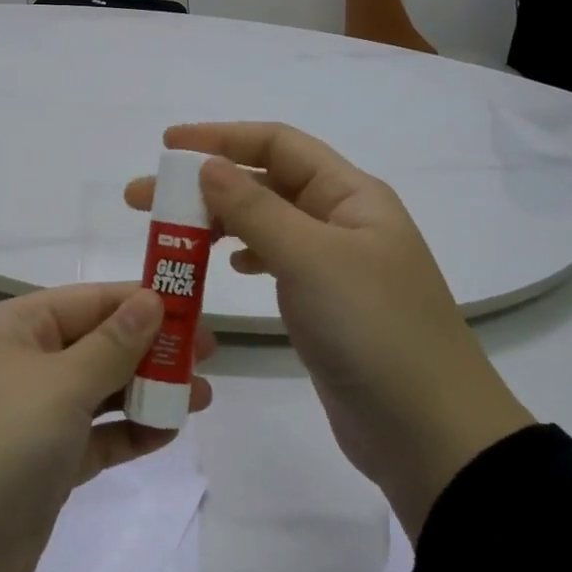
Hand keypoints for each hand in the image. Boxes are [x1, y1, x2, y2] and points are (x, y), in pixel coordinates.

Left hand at [0, 284, 212, 571]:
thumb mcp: (59, 385)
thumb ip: (113, 344)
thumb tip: (152, 299)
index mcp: (16, 327)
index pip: (92, 300)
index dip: (145, 301)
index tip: (198, 309)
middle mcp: (22, 363)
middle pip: (99, 343)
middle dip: (152, 347)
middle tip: (208, 356)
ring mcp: (32, 416)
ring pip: (100, 390)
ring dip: (147, 390)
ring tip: (202, 396)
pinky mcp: (43, 465)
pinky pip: (95, 436)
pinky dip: (128, 432)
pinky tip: (168, 432)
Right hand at [128, 123, 532, 541]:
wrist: (429, 433)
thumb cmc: (372, 329)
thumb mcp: (310, 258)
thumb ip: (255, 208)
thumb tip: (208, 165)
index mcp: (350, 195)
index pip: (277, 145)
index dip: (221, 137)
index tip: (167, 145)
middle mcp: (343, 220)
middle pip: (265, 183)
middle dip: (204, 184)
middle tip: (142, 199)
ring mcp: (335, 265)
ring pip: (266, 223)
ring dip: (218, 220)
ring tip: (170, 234)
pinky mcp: (325, 305)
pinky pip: (276, 261)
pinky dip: (244, 254)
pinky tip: (224, 265)